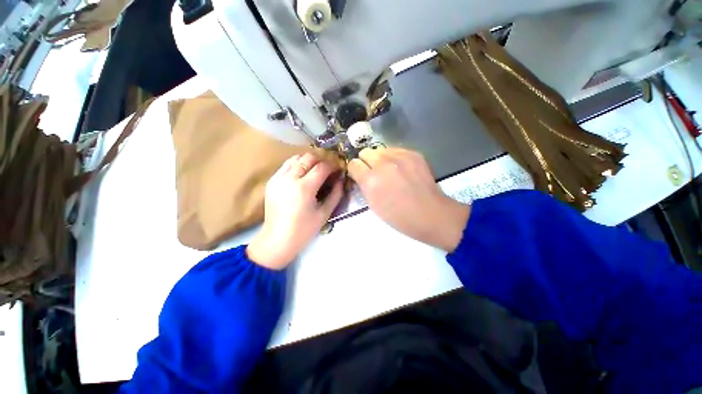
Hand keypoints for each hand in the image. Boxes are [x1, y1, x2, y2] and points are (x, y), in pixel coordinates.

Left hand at [247, 153, 343, 269]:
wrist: (277, 239)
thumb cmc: (304, 230)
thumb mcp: (325, 213)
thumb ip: (336, 194)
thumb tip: (341, 179)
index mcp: (304, 188)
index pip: (322, 167)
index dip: (333, 165)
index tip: (339, 168)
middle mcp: (289, 178)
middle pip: (308, 157)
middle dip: (322, 159)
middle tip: (329, 168)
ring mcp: (278, 178)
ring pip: (296, 158)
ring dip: (309, 160)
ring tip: (316, 170)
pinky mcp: (272, 181)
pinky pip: (286, 165)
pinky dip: (297, 165)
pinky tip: (303, 175)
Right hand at [348, 148, 469, 251]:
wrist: (429, 214)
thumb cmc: (398, 216)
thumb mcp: (373, 205)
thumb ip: (364, 186)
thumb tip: (361, 174)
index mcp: (370, 180)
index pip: (353, 164)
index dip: (355, 170)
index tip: (359, 175)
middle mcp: (383, 164)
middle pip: (365, 152)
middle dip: (366, 162)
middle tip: (373, 172)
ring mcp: (400, 157)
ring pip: (380, 149)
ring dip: (380, 159)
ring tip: (388, 170)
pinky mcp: (413, 154)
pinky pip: (396, 150)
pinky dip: (394, 158)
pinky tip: (401, 169)